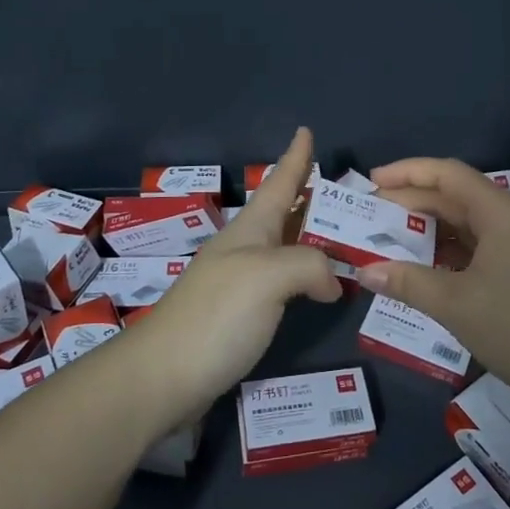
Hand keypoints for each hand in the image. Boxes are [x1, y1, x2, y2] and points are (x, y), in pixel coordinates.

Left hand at [119, 128, 340, 431]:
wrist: (162, 377)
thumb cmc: (216, 315)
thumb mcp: (269, 276)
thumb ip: (310, 265)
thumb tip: (331, 282)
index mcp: (250, 229)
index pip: (279, 182)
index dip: (295, 157)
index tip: (305, 130)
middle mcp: (245, 249)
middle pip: (284, 212)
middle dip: (311, 196)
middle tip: (347, 191)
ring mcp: (240, 282)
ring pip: (286, 247)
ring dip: (313, 236)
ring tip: (344, 233)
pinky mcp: (240, 315)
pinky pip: (284, 282)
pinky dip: (307, 276)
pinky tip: (320, 288)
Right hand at [359, 157, 509, 402]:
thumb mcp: (456, 305)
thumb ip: (408, 283)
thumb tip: (365, 272)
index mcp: (498, 212)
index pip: (447, 174)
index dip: (407, 171)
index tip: (371, 182)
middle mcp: (509, 218)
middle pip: (454, 196)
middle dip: (411, 201)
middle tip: (370, 215)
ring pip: (465, 222)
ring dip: (429, 227)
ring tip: (389, 238)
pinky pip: (477, 244)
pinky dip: (447, 249)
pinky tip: (425, 265)